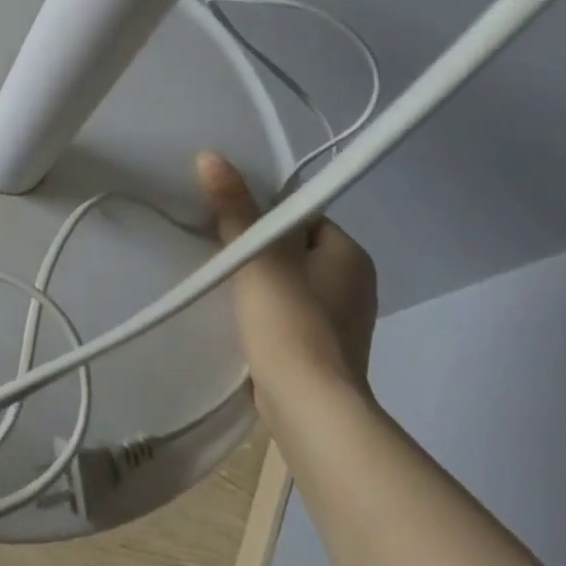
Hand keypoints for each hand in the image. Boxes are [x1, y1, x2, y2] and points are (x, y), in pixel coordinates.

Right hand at [197, 151, 378, 431]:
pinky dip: (266, 311)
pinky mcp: (324, 352)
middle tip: (220, 247)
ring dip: (260, 281)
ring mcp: (342, 321)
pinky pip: (289, 314)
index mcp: (350, 254)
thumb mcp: (257, 255)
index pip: (302, 215)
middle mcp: (354, 284)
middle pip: (293, 248)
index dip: (265, 214)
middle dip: (259, 249)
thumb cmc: (289, 321)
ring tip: (224, 281)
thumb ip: (234, 206)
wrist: (309, 409)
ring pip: (289, 282)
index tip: (230, 218)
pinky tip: (239, 318)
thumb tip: (211, 156)